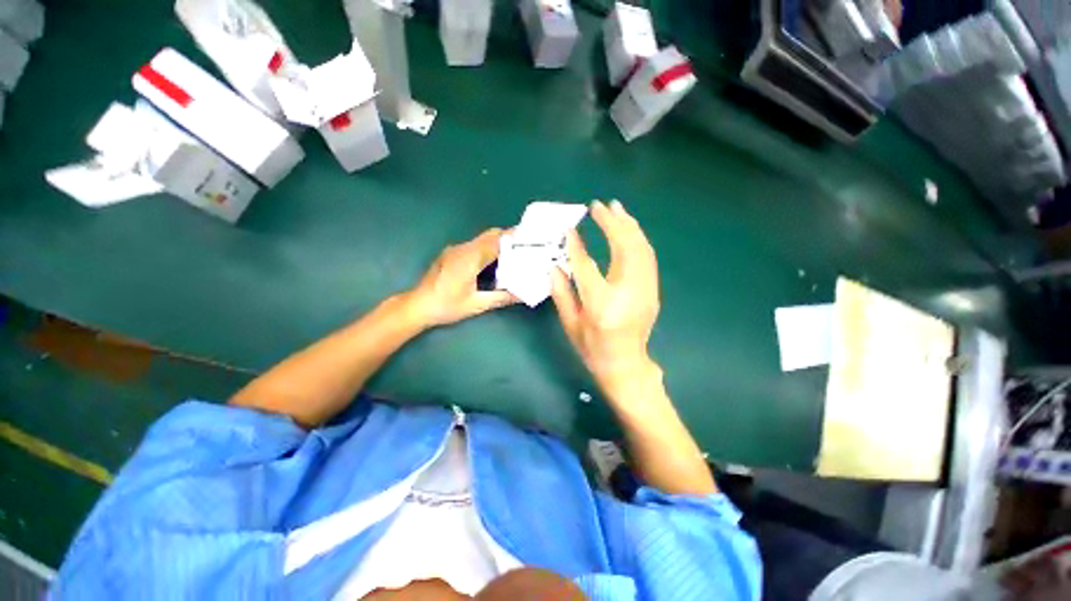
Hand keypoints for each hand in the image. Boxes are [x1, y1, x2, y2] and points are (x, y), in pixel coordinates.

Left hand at [406, 228, 516, 327]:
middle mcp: (463, 248)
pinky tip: (493, 263)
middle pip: (490, 235)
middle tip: (524, 248)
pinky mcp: (451, 254)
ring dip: (498, 244)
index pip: (496, 240)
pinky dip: (488, 249)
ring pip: (482, 239)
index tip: (530, 239)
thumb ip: (502, 297)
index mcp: (470, 258)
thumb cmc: (447, 306)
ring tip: (513, 256)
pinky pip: (474, 246)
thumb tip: (523, 295)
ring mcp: (455, 250)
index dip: (514, 238)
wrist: (417, 306)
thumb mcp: (477, 304)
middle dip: (509, 238)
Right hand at [550, 201, 661, 393]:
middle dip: (611, 223)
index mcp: (602, 305)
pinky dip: (637, 238)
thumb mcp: (570, 323)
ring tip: (616, 208)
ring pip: (640, 248)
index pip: (587, 267)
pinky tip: (628, 228)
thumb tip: (554, 265)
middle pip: (623, 248)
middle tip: (599, 206)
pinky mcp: (652, 289)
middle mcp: (628, 293)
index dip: (576, 246)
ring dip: (628, 225)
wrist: (625, 364)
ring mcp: (645, 290)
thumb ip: (561, 292)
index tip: (569, 229)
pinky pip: (647, 256)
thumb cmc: (593, 347)